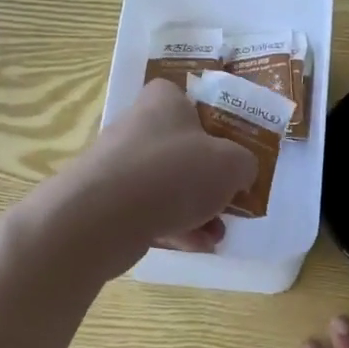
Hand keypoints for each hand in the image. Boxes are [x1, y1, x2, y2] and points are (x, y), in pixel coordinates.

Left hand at [62, 79, 256, 268]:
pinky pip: (148, 211)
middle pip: (183, 151)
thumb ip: (244, 164)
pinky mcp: (106, 201)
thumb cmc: (175, 173)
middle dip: (210, 182)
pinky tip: (195, 246)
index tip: (233, 155)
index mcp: (163, 101)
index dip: (216, 128)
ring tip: (216, 235)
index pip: (191, 102)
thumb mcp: (232, 163)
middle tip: (230, 202)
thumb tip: (239, 172)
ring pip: (167, 186)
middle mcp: (137, 126)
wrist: (104, 216)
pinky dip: (172, 226)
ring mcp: (118, 165)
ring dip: (196, 211)